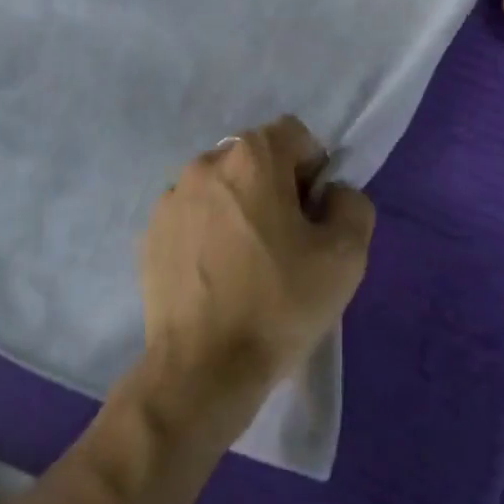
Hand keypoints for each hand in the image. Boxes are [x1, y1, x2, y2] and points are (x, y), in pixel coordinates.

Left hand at [140, 117, 374, 423]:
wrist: (202, 369)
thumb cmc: (278, 304)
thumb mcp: (345, 256)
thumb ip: (352, 204)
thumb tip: (332, 194)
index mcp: (251, 158)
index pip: (293, 134)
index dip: (313, 167)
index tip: (314, 214)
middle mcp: (205, 163)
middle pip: (255, 158)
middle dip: (276, 186)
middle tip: (287, 241)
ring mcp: (171, 197)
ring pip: (222, 186)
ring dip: (240, 207)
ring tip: (248, 262)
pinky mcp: (151, 232)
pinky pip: (193, 215)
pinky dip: (209, 231)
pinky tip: (218, 277)